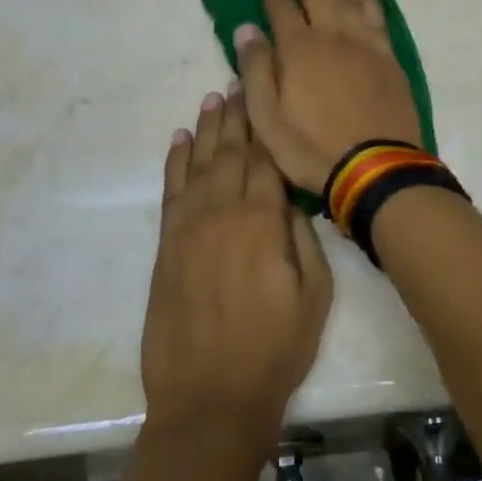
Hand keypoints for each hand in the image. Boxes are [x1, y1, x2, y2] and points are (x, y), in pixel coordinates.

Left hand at [143, 88, 332, 445]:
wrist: (210, 399)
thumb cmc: (275, 349)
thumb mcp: (315, 295)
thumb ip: (303, 238)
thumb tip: (290, 197)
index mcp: (263, 222)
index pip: (265, 159)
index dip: (265, 124)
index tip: (265, 92)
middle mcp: (222, 213)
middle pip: (230, 152)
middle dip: (237, 115)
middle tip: (239, 81)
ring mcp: (189, 228)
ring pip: (198, 164)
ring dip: (206, 129)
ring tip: (213, 98)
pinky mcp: (166, 247)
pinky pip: (171, 191)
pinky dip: (174, 161)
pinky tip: (179, 140)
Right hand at [233, 0, 423, 194]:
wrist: (375, 166)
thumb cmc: (312, 148)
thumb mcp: (268, 119)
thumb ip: (257, 70)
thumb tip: (247, 28)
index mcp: (298, 49)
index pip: (282, 7)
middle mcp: (332, 35)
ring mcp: (364, 43)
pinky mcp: (388, 56)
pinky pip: (376, 15)